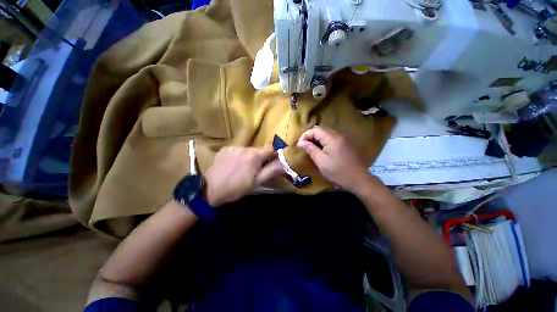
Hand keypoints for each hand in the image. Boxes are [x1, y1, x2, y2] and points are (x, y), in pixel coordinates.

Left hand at [204, 146, 282, 206]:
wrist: (210, 189)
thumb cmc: (236, 189)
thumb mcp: (256, 183)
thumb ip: (271, 171)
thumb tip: (284, 163)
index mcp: (254, 156)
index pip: (271, 148)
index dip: (275, 155)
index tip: (276, 163)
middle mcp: (244, 147)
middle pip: (258, 150)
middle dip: (260, 159)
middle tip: (257, 172)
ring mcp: (232, 147)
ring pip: (246, 151)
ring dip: (248, 158)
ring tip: (242, 171)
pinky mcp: (224, 150)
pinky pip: (236, 151)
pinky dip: (238, 157)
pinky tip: (232, 167)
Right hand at [297, 126, 371, 192]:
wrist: (359, 179)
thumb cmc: (339, 172)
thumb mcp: (322, 163)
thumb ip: (311, 150)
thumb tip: (300, 142)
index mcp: (332, 138)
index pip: (315, 130)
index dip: (305, 136)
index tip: (300, 146)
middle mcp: (338, 135)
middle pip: (321, 130)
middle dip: (311, 137)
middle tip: (305, 148)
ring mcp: (344, 139)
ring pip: (327, 134)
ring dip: (318, 140)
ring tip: (313, 151)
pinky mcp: (347, 144)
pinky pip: (333, 139)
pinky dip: (326, 142)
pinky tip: (324, 152)